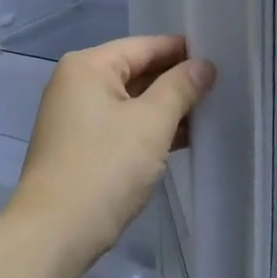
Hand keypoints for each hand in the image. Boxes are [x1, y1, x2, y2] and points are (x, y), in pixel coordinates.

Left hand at [13, 36, 214, 263]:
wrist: (55, 231)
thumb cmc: (105, 166)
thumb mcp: (151, 123)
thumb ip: (180, 88)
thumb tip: (202, 65)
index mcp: (87, 66)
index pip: (143, 46)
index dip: (181, 51)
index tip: (219, 56)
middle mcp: (75, 83)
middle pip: (135, 71)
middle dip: (175, 81)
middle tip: (221, 86)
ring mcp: (74, 117)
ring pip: (129, 101)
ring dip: (165, 108)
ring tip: (210, 112)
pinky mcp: (78, 146)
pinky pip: (120, 125)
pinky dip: (147, 130)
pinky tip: (181, 139)